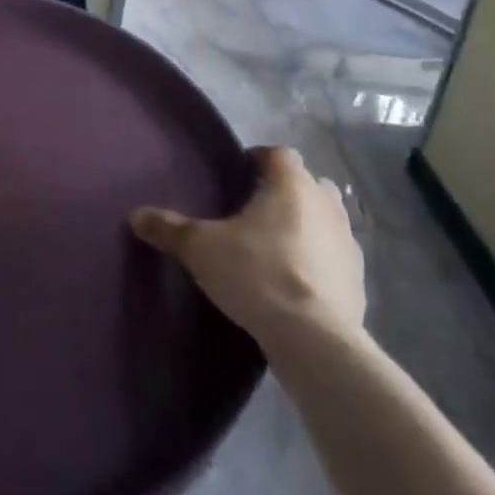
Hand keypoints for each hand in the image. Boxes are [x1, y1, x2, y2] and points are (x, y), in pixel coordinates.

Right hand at [130, 146, 364, 349]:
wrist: (314, 340)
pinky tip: (296, 282)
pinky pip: (335, 257)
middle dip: (284, 191)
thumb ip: (169, 228)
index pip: (277, 154)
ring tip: (275, 247)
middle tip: (254, 211)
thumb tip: (136, 215)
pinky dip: (318, 261)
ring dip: (306, 225)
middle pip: (306, 183)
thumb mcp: (201, 249)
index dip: (257, 160)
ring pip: (326, 219)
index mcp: (292, 184)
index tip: (236, 176)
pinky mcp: (359, 281)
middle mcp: (326, 204)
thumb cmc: (257, 275)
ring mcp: (348, 243)